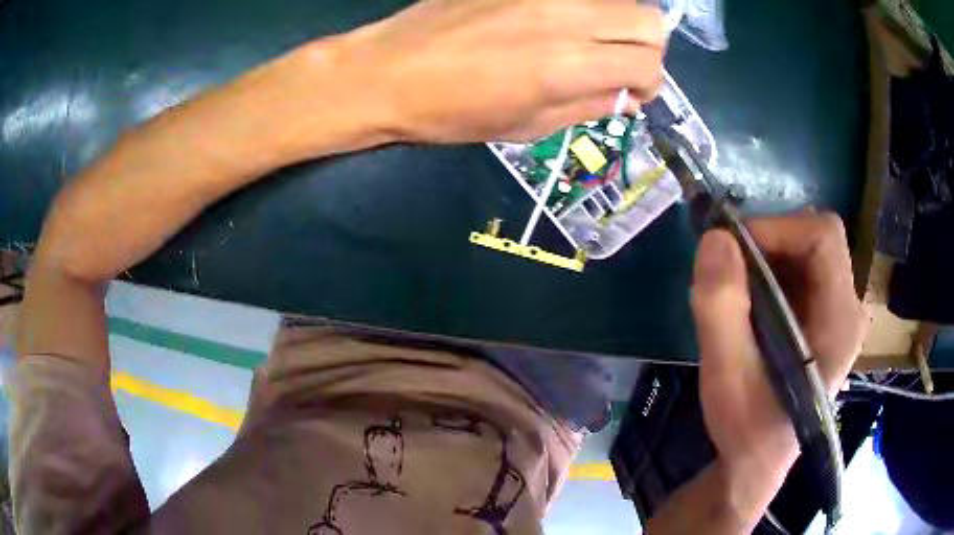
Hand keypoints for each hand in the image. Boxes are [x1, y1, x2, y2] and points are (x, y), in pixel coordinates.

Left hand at [339, 0, 663, 141]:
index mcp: (566, 66)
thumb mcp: (526, 127)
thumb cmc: (451, 112)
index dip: (649, 84)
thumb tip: (626, 96)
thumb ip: (587, 107)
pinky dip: (585, 8)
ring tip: (593, 42)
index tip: (632, 93)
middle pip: (648, 19)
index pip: (647, 63)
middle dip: (647, 48)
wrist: (388, 71)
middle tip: (621, 64)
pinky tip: (561, 22)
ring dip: (619, 23)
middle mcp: (564, 17)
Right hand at [691, 213, 866, 520]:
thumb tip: (714, 239)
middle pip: (815, 239)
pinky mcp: (823, 318)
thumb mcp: (727, 376)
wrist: (756, 462)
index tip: (733, 251)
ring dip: (766, 257)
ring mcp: (838, 312)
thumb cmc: (748, 428)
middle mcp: (848, 307)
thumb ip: (720, 309)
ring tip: (734, 290)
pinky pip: (799, 271)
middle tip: (728, 269)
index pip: (823, 236)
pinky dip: (769, 272)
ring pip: (806, 251)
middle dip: (768, 242)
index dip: (778, 228)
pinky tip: (748, 304)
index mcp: (840, 319)